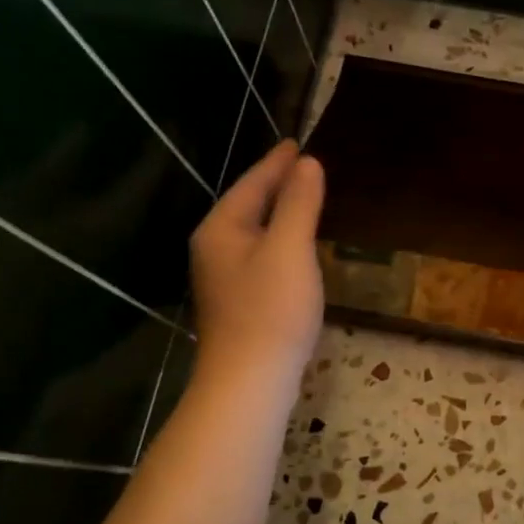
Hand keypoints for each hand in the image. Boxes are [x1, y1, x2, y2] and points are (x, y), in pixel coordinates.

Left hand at [189, 140, 325, 388]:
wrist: (250, 380)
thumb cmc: (271, 309)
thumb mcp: (290, 249)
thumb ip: (299, 203)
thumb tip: (308, 163)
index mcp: (222, 228)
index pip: (252, 183)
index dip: (277, 162)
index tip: (297, 143)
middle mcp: (215, 247)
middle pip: (249, 204)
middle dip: (276, 183)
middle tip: (305, 165)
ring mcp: (224, 276)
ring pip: (254, 230)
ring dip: (279, 211)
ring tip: (305, 195)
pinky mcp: (239, 299)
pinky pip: (261, 252)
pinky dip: (280, 238)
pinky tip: (297, 244)